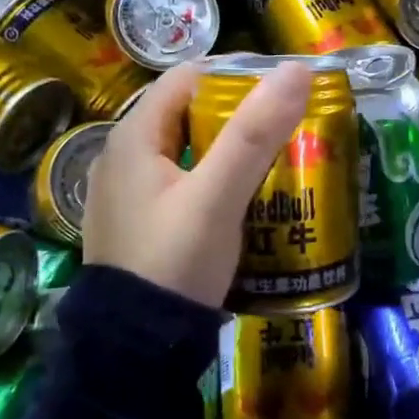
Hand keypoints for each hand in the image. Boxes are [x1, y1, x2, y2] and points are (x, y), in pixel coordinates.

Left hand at [83, 60, 311, 308]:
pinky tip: (242, 200)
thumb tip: (296, 71)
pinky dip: (212, 181)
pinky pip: (180, 185)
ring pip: (186, 152)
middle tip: (287, 128)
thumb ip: (254, 134)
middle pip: (186, 115)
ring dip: (228, 151)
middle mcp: (122, 158)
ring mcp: (127, 195)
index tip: (281, 91)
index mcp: (133, 137)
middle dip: (237, 116)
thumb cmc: (174, 261)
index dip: (234, 76)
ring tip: (275, 162)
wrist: (134, 347)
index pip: (186, 79)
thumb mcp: (217, 196)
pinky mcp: (137, 226)